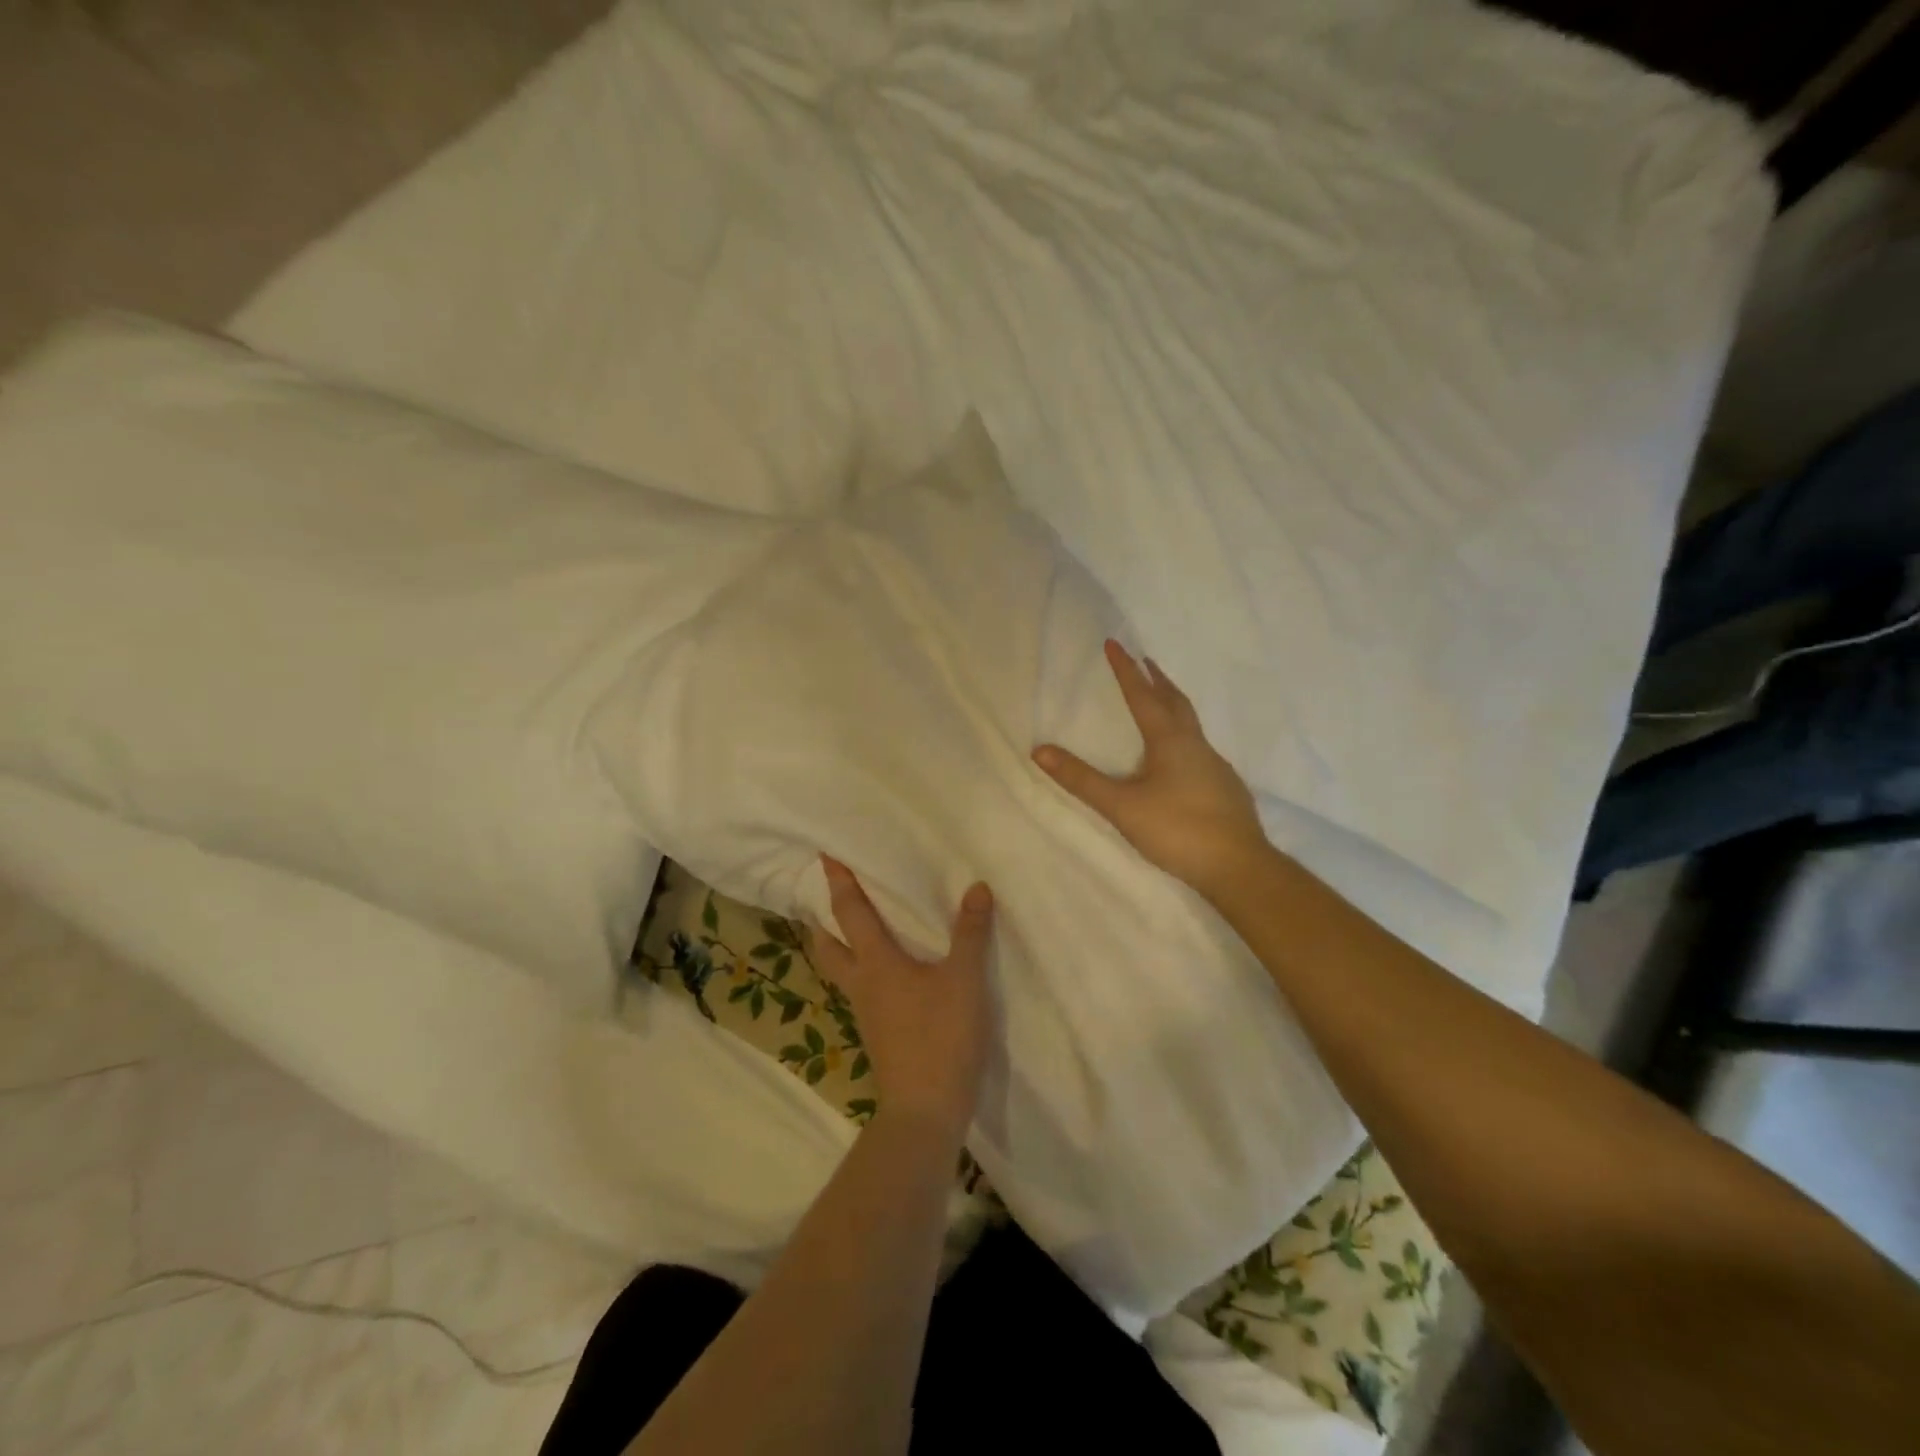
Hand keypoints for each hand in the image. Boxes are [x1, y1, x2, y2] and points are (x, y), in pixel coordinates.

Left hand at [806, 856, 993, 1143]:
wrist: (925, 1110)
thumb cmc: (941, 1038)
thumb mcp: (964, 980)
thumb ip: (970, 933)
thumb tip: (976, 887)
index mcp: (875, 963)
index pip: (849, 913)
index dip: (838, 882)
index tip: (824, 855)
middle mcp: (861, 983)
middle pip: (827, 945)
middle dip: (822, 918)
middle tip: (828, 896)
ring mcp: (865, 1012)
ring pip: (839, 969)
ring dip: (838, 944)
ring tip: (851, 928)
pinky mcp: (877, 1032)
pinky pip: (859, 989)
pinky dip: (860, 968)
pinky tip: (885, 971)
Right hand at [1032, 639, 1268, 899]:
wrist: (1238, 866)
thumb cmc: (1177, 830)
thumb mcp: (1121, 806)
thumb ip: (1081, 779)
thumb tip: (1040, 750)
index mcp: (1170, 741)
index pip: (1143, 695)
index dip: (1125, 670)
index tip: (1113, 643)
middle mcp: (1195, 744)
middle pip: (1175, 701)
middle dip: (1156, 679)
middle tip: (1144, 660)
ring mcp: (1215, 765)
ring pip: (1191, 723)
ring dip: (1173, 704)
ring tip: (1160, 700)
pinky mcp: (1225, 786)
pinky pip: (1199, 746)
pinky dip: (1184, 734)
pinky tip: (1180, 756)